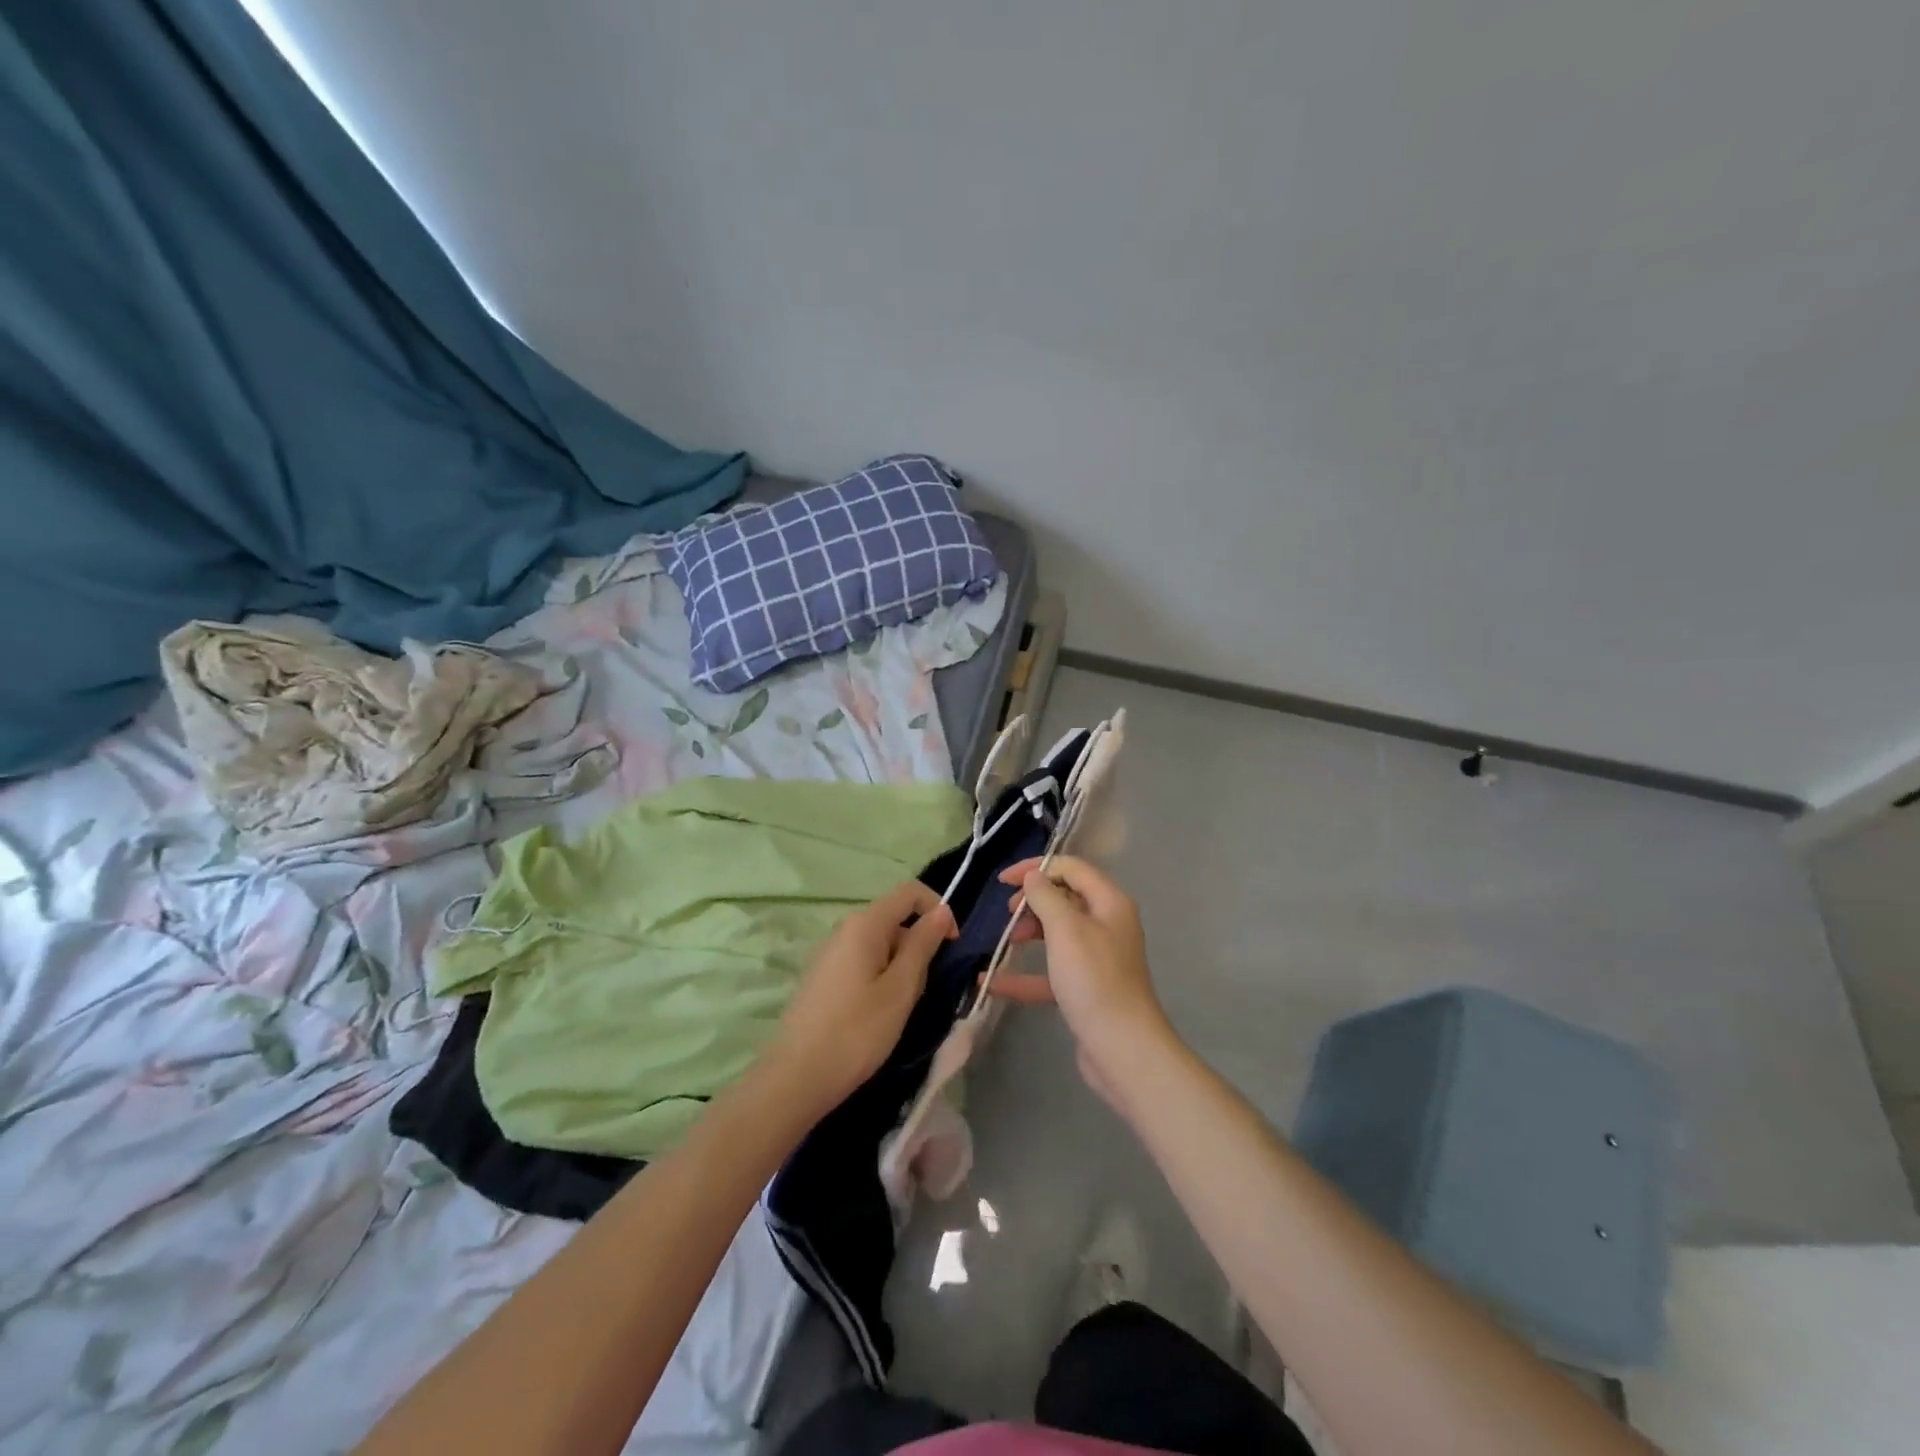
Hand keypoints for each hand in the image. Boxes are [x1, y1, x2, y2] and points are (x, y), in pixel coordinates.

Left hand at [767, 882, 954, 1118]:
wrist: (796, 1079)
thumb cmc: (857, 1032)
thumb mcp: (901, 989)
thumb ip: (923, 945)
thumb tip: (941, 911)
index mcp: (864, 924)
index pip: (910, 892)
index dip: (938, 910)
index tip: (952, 947)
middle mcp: (844, 928)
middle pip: (894, 918)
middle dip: (919, 944)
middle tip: (923, 989)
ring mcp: (829, 952)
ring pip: (880, 943)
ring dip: (901, 965)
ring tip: (901, 1006)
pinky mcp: (822, 976)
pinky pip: (862, 961)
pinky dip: (881, 976)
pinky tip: (877, 1013)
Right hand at [995, 856, 1174, 1111]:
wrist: (1123, 1049)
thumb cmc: (1094, 980)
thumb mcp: (1065, 929)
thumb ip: (1046, 896)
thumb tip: (1034, 875)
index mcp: (1109, 902)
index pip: (1071, 868)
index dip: (1037, 867)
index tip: (1003, 881)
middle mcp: (1107, 925)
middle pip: (1065, 899)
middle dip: (1033, 902)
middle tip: (1007, 914)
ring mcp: (1098, 959)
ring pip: (1058, 934)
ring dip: (1029, 933)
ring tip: (1004, 942)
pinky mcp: (1087, 989)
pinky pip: (1052, 972)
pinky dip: (1026, 975)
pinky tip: (993, 983)